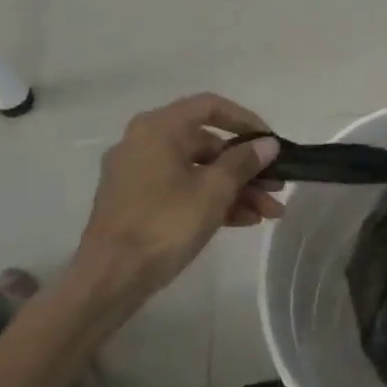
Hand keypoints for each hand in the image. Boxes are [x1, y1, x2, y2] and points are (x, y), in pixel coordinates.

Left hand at [75, 93, 282, 304]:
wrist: (109, 279)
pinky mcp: (136, 202)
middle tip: (276, 187)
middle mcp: (144, 143)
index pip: (211, 107)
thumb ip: (244, 161)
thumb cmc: (165, 223)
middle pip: (208, 144)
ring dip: (236, 189)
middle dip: (247, 167)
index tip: (270, 143)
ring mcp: (138, 174)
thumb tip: (268, 144)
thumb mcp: (214, 190)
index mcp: (159, 128)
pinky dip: (211, 200)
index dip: (247, 121)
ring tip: (268, 212)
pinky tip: (244, 221)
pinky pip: (182, 190)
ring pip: (198, 171)